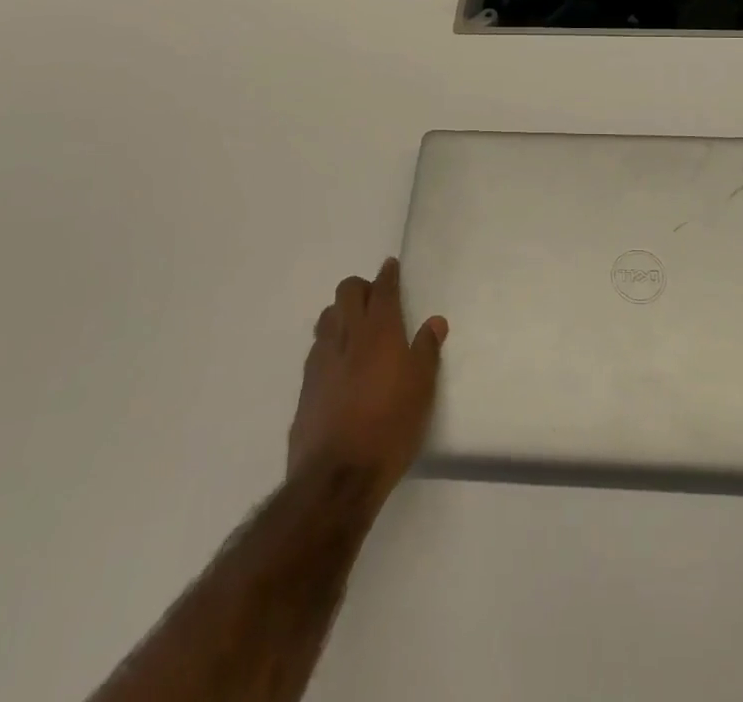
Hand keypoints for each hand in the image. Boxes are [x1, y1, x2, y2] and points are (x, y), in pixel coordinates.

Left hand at [288, 257, 447, 498]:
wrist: (336, 475)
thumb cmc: (390, 426)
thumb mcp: (422, 388)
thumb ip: (427, 350)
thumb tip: (435, 321)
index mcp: (379, 330)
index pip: (382, 289)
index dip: (387, 274)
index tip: (391, 266)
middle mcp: (347, 335)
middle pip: (347, 291)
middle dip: (361, 287)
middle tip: (376, 298)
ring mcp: (321, 358)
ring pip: (328, 316)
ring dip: (341, 312)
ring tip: (356, 328)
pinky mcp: (306, 384)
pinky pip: (317, 347)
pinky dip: (330, 342)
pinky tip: (339, 362)